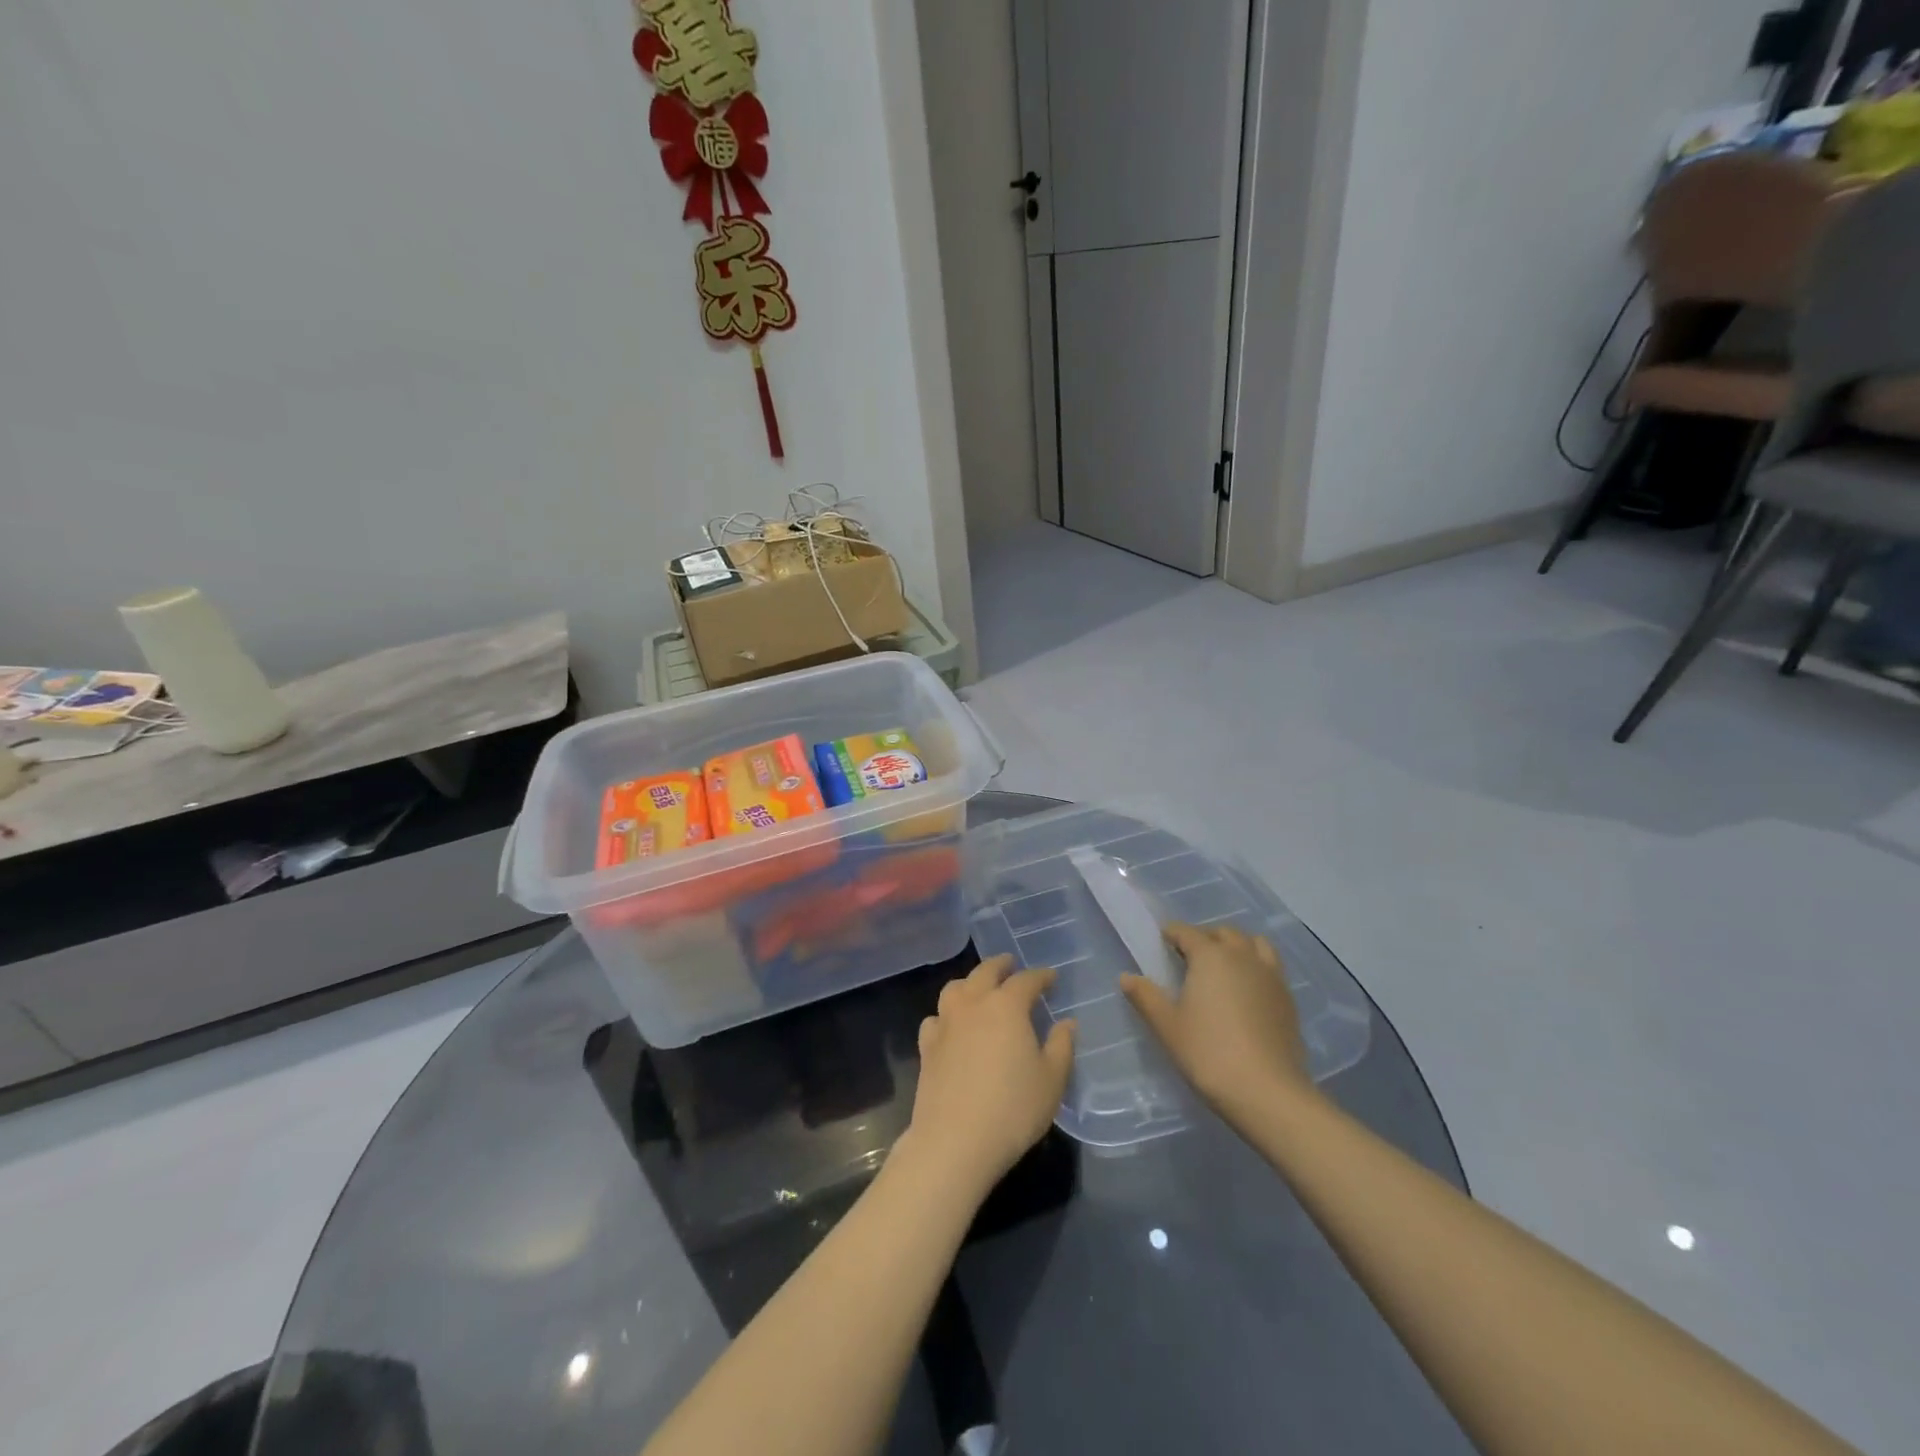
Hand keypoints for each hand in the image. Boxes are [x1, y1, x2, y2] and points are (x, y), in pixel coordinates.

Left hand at [903, 956, 1074, 1199]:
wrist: (954, 1141)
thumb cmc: (1012, 1109)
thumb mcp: (1051, 1081)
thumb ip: (1061, 1046)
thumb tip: (1067, 1023)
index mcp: (1007, 1006)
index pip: (1026, 980)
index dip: (1041, 976)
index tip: (1052, 978)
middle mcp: (973, 1004)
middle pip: (985, 972)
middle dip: (1001, 965)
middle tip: (1011, 964)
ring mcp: (945, 1023)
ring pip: (955, 988)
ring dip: (970, 982)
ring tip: (980, 989)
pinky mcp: (927, 1046)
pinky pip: (936, 1018)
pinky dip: (946, 1014)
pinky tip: (951, 1026)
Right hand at [1121, 923, 1315, 1123]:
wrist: (1267, 1092)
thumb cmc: (1208, 1053)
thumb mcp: (1167, 1026)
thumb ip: (1145, 996)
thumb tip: (1126, 977)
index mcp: (1210, 956)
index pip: (1186, 932)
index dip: (1171, 933)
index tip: (1161, 942)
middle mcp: (1243, 957)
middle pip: (1224, 933)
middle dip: (1205, 937)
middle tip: (1189, 957)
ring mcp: (1271, 976)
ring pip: (1254, 944)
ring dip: (1237, 947)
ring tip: (1223, 968)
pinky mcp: (1288, 999)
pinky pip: (1271, 967)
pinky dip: (1256, 967)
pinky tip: (1247, 992)